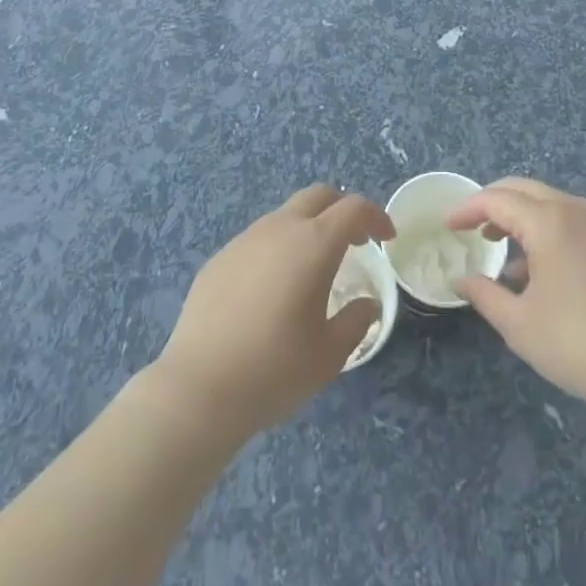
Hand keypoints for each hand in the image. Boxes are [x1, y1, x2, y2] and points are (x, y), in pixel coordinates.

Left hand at [156, 184, 394, 438]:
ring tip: (313, 268)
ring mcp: (245, 239)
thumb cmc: (273, 370)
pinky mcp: (220, 258)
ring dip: (308, 228)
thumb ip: (356, 321)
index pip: (353, 208)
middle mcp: (280, 229)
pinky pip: (258, 239)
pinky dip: (278, 248)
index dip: (376, 216)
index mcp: (313, 244)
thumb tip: (368, 304)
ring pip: (286, 215)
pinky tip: (272, 289)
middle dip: (342, 210)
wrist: (198, 389)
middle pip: (319, 196)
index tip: (387, 239)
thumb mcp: (328, 355)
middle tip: (355, 242)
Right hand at [448, 177, 585, 417]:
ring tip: (499, 248)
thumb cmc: (578, 343)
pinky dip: (544, 229)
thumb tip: (461, 280)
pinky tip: (536, 269)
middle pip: (523, 190)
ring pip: (548, 203)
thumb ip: (485, 295)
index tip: (448, 225)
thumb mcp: (519, 324)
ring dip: (519, 216)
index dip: (468, 209)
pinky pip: (569, 220)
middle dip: (493, 204)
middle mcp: (575, 209)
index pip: (497, 200)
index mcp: (549, 220)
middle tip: (470, 227)